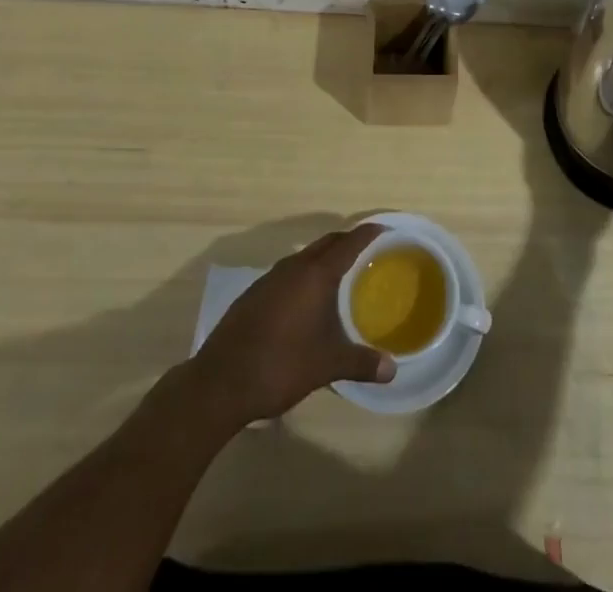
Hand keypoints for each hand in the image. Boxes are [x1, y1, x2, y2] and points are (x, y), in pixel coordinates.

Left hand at [189, 224, 395, 424]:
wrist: (220, 383)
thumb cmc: (280, 366)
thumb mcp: (326, 366)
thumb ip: (360, 363)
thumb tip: (392, 370)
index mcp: (315, 275)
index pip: (348, 243)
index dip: (368, 234)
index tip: (385, 230)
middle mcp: (293, 267)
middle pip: (326, 243)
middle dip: (348, 241)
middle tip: (368, 252)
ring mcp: (270, 279)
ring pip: (305, 257)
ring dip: (324, 258)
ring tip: (341, 275)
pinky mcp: (254, 294)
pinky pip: (288, 272)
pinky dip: (304, 275)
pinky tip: (306, 301)